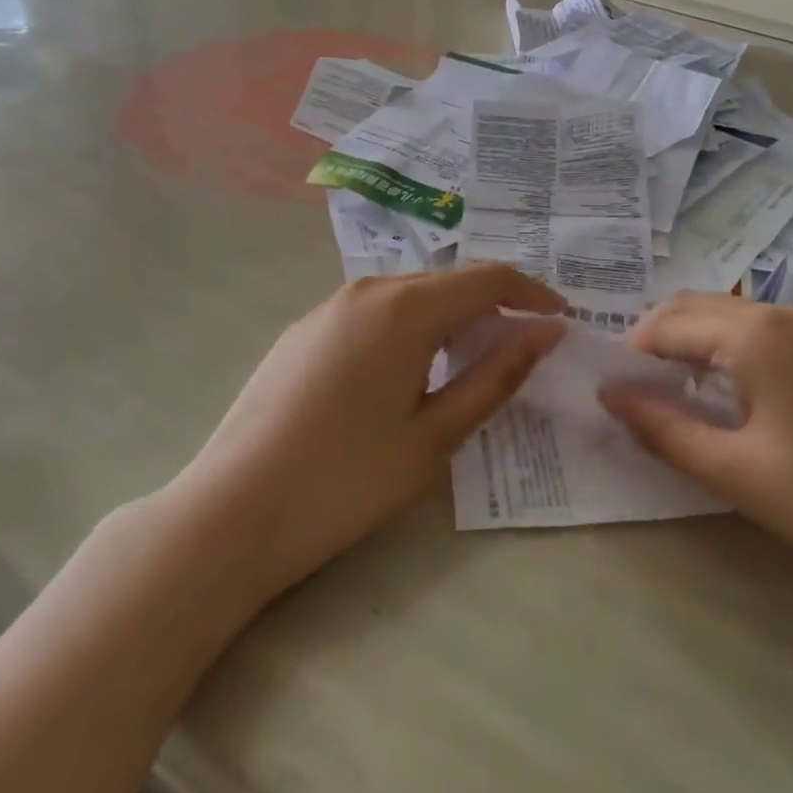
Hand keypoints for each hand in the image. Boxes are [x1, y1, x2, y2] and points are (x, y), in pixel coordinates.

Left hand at [180, 265, 566, 598]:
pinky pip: (372, 314)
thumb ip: (497, 375)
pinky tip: (404, 374)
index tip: (560, 319)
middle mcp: (366, 290)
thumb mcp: (436, 434)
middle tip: (521, 347)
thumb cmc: (347, 478)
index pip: (487, 279)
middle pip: (446, 283)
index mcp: (405, 308)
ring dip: (448, 319)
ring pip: (407, 297)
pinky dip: (407, 330)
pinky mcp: (302, 332)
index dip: (531, 293)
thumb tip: (546, 332)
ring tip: (468, 362)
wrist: (231, 512)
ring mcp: (326, 308)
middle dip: (491, 306)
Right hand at [601, 295, 792, 611]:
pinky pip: (760, 335)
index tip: (613, 397)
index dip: (630, 357)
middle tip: (637, 397)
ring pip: (728, 320)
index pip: (666, 325)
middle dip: (656, 343)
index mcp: (752, 332)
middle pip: (694, 310)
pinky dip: (727, 353)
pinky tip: (731, 399)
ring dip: (692, 347)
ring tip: (677, 401)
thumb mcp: (736, 470)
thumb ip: (664, 429)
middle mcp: (780, 313)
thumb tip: (609, 395)